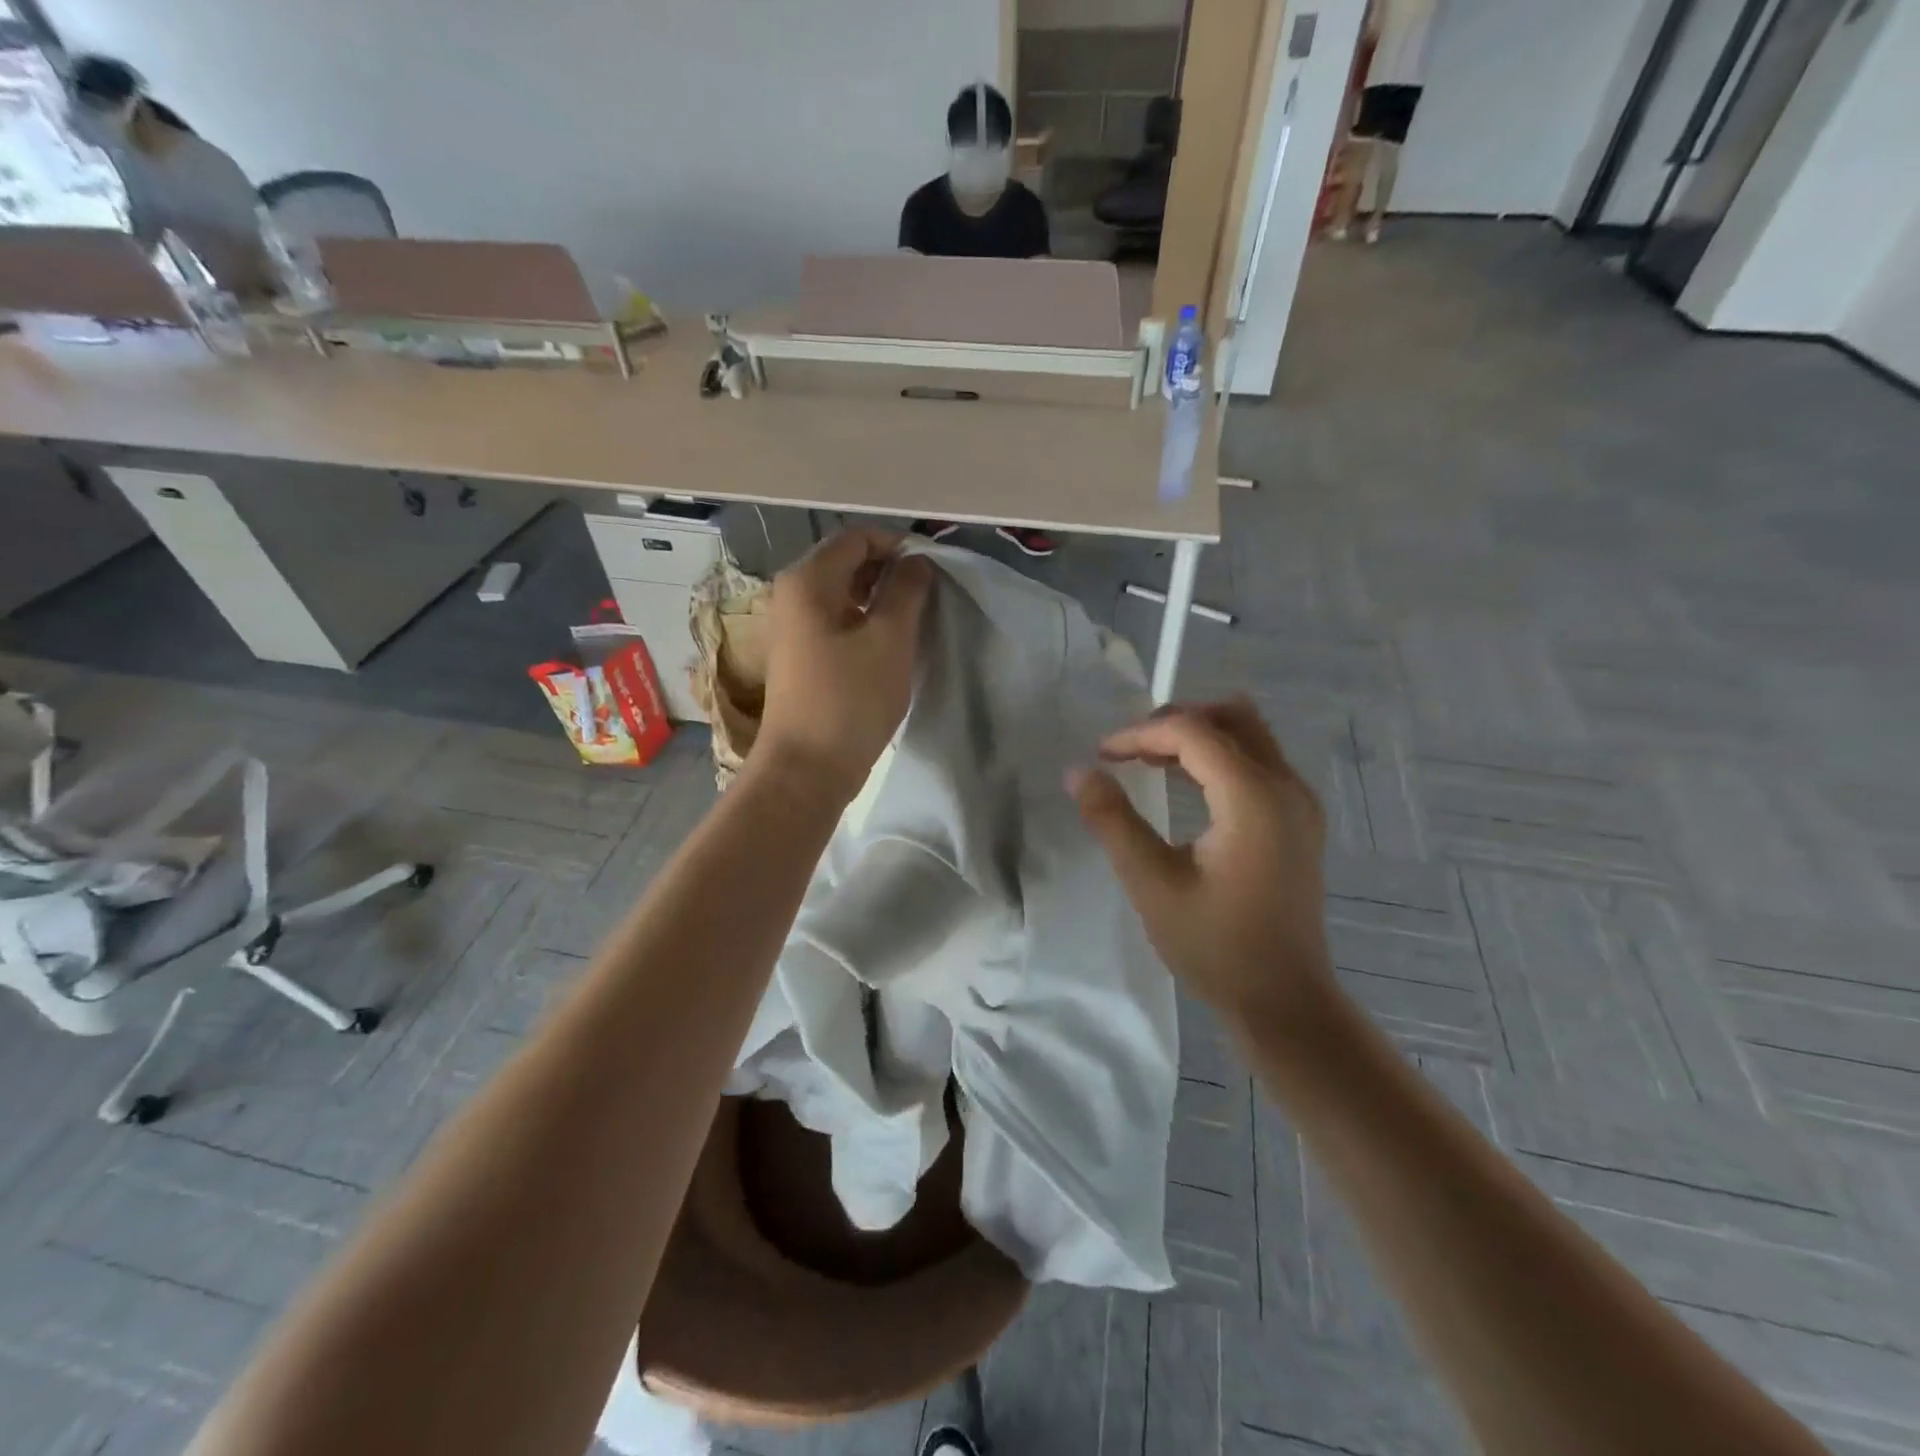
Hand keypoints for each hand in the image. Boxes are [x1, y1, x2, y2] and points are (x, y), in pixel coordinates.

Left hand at [757, 528, 932, 800]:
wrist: (807, 769)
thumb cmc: (850, 700)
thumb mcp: (890, 640)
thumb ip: (906, 591)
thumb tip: (916, 562)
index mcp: (808, 581)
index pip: (858, 538)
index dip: (898, 545)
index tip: (934, 568)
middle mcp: (792, 595)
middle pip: (848, 563)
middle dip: (890, 571)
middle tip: (929, 594)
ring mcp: (793, 627)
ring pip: (844, 594)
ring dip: (880, 598)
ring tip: (916, 618)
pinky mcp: (801, 656)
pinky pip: (837, 621)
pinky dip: (865, 622)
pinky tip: (891, 643)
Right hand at [1072, 699, 1333, 1020]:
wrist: (1284, 1000)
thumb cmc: (1214, 946)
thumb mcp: (1151, 884)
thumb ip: (1113, 821)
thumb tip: (1078, 772)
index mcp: (1254, 799)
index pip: (1194, 733)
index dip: (1140, 734)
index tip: (1102, 755)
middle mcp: (1287, 787)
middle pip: (1231, 716)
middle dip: (1175, 722)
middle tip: (1130, 750)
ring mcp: (1300, 802)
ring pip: (1248, 734)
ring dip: (1197, 737)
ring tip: (1149, 762)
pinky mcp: (1299, 819)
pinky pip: (1258, 761)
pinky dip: (1218, 757)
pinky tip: (1186, 786)